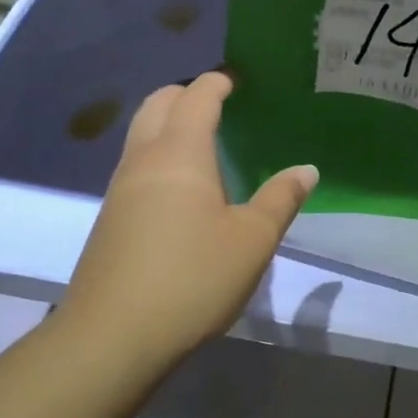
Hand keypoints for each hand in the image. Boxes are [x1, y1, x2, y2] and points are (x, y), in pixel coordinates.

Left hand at [59, 72, 316, 385]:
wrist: (112, 337)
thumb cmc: (192, 277)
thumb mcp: (252, 240)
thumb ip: (280, 199)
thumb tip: (305, 170)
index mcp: (180, 154)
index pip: (196, 98)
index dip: (217, 83)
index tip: (236, 79)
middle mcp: (144, 161)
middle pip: (157, 105)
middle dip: (186, 95)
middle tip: (219, 103)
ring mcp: (120, 190)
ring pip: (142, 136)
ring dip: (168, 125)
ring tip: (205, 142)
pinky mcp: (111, 220)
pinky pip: (137, 166)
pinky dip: (160, 156)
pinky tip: (183, 189)